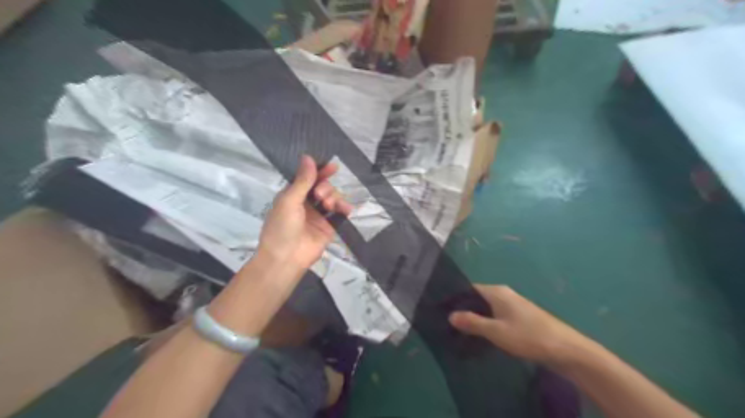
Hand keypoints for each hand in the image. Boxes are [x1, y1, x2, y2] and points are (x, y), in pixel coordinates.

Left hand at [259, 156, 351, 270]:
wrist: (286, 258)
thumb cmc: (282, 226)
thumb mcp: (289, 200)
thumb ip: (302, 180)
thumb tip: (308, 157)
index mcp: (293, 196)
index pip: (308, 179)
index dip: (320, 172)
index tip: (332, 166)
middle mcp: (306, 204)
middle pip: (323, 187)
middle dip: (325, 187)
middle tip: (319, 196)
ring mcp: (319, 216)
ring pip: (332, 198)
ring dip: (333, 197)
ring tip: (328, 206)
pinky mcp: (329, 227)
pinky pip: (340, 214)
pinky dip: (344, 209)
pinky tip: (346, 209)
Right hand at [448, 284, 594, 365]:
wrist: (566, 350)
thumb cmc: (529, 336)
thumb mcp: (496, 331)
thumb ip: (473, 322)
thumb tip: (450, 315)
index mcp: (497, 292)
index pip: (470, 288)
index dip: (456, 298)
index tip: (443, 310)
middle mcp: (505, 294)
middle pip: (479, 298)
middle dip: (465, 309)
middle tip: (450, 324)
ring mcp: (514, 305)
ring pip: (488, 308)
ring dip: (477, 318)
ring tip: (462, 332)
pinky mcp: (521, 317)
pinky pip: (498, 316)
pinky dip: (488, 323)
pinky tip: (483, 336)